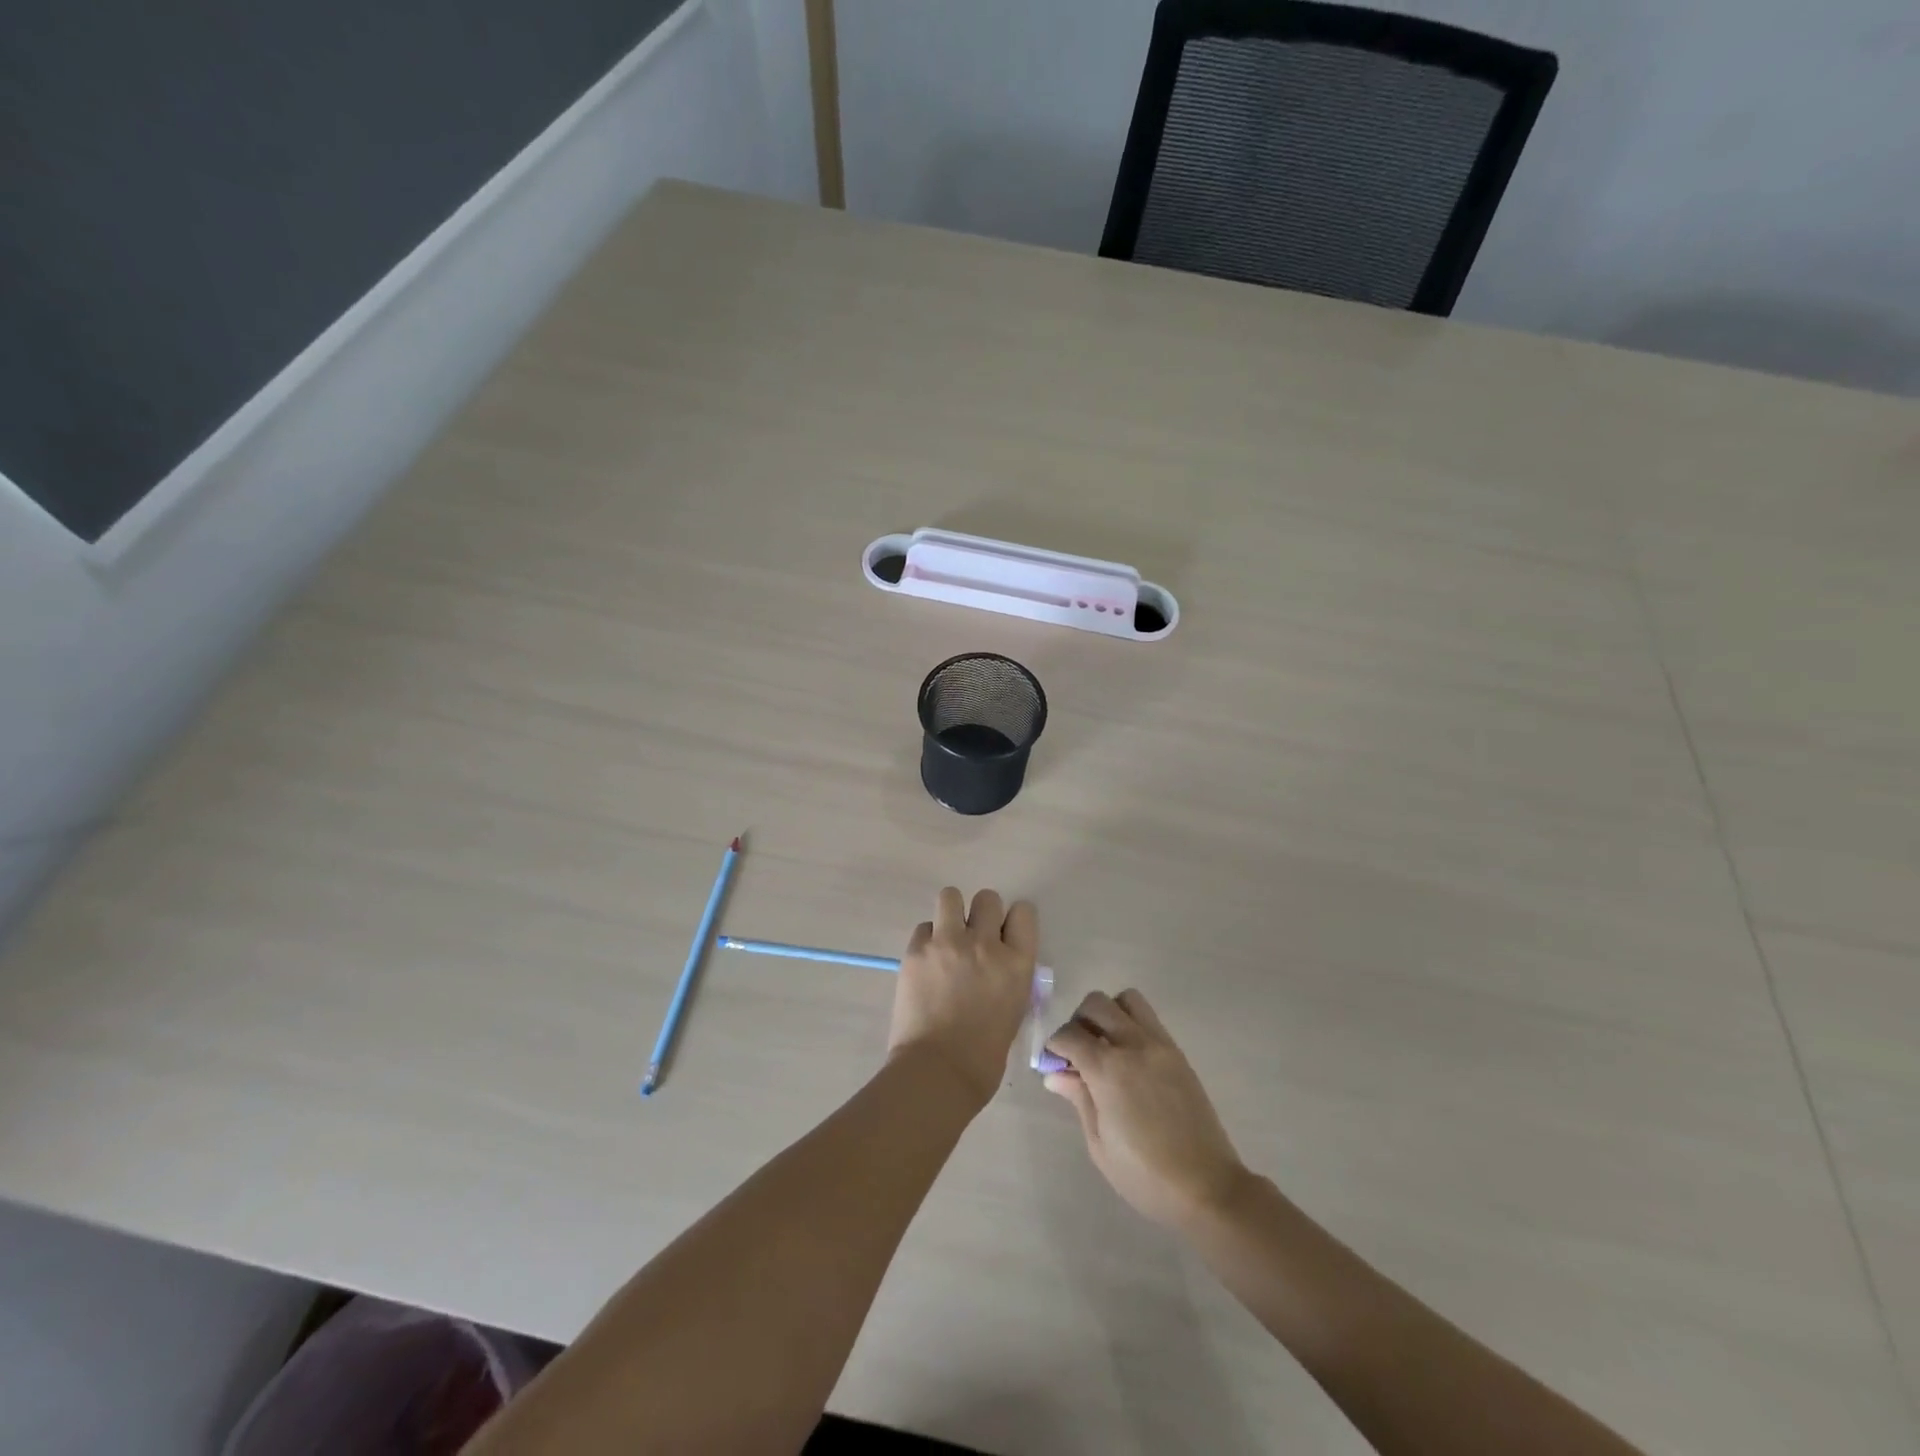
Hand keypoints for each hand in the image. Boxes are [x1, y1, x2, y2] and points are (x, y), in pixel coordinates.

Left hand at [888, 887, 1038, 1109]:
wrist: (938, 1071)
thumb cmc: (984, 1055)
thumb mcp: (1014, 1009)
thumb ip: (1008, 976)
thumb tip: (996, 963)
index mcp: (1017, 962)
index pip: (1023, 912)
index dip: (1012, 921)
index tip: (1003, 935)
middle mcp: (985, 943)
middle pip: (987, 899)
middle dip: (981, 915)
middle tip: (971, 939)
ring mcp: (948, 942)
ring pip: (950, 896)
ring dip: (950, 913)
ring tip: (945, 938)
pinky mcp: (917, 950)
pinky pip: (923, 927)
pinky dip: (926, 940)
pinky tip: (925, 963)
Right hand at [1044, 990, 1249, 1228]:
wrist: (1207, 1186)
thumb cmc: (1145, 1175)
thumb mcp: (1099, 1144)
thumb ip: (1078, 1098)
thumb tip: (1055, 1074)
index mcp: (1108, 1069)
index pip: (1069, 1034)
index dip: (1054, 1046)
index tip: (1053, 1064)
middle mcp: (1133, 1045)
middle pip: (1096, 1003)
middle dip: (1079, 1021)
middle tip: (1077, 1051)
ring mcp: (1160, 1045)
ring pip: (1127, 999)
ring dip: (1109, 1013)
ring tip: (1106, 1046)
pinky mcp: (1178, 1053)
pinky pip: (1149, 1019)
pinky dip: (1132, 1025)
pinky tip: (1130, 1059)